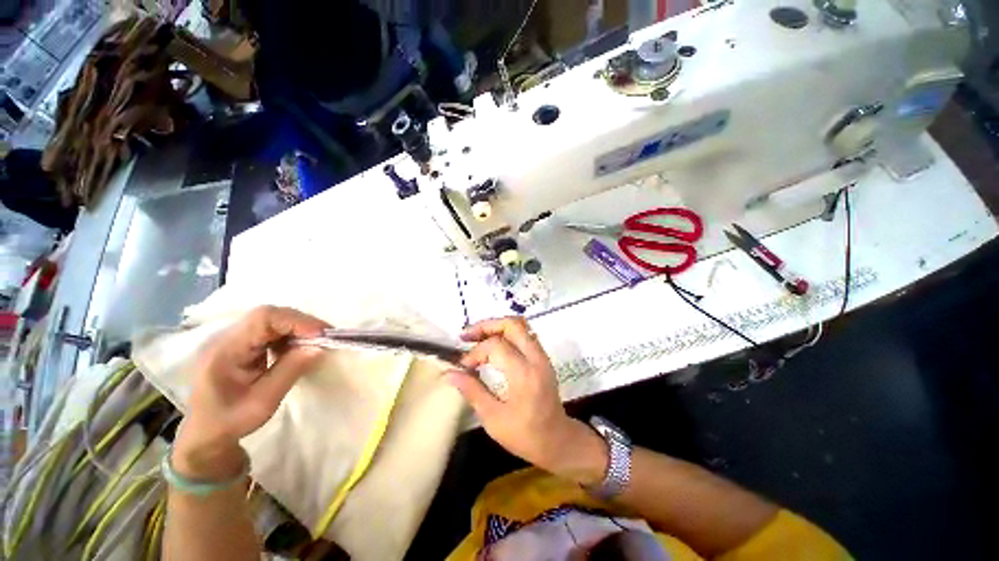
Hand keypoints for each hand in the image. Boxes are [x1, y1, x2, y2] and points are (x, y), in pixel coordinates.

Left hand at [173, 306, 327, 479]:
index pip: (263, 319)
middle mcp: (225, 338)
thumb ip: (290, 370)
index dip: (296, 321)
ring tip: (314, 343)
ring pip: (272, 320)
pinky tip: (296, 348)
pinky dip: (289, 335)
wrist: (206, 433)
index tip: (322, 334)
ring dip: (297, 328)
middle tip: (325, 337)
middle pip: (268, 315)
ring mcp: (232, 339)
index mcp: (224, 350)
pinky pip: (270, 330)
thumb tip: (319, 347)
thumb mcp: (263, 402)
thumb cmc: (231, 421)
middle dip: (301, 323)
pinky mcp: (240, 343)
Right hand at [446, 317, 607, 484]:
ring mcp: (542, 355)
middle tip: (467, 336)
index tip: (463, 366)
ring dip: (496, 327)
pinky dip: (506, 333)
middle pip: (512, 324)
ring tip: (477, 337)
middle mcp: (536, 358)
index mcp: (524, 374)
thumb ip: (472, 391)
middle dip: (486, 325)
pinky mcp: (543, 357)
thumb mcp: (493, 419)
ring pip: (520, 325)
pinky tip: (493, 345)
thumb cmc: (525, 435)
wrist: (558, 441)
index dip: (475, 352)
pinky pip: (525, 334)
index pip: (496, 346)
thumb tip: (450, 373)